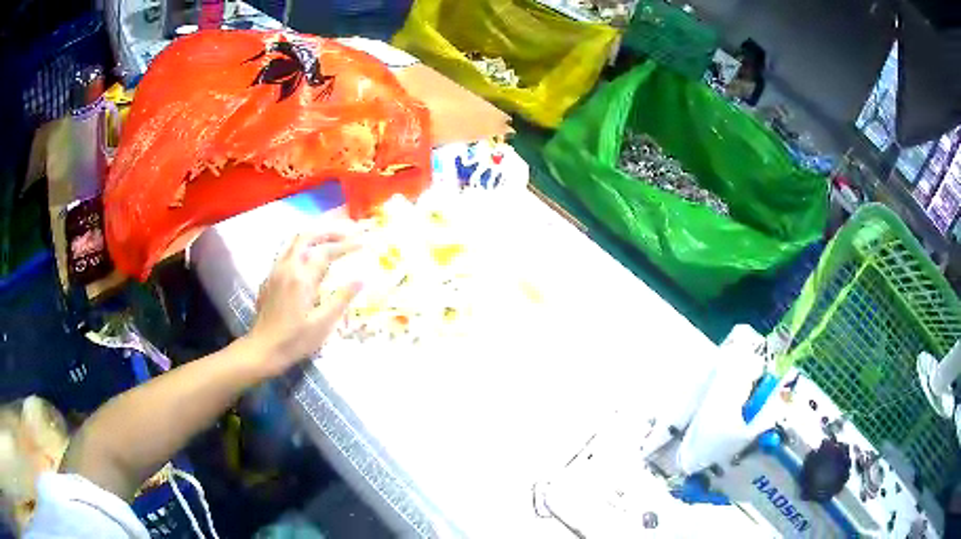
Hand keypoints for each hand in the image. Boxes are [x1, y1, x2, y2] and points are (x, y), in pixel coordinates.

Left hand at [245, 232, 361, 376]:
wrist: (262, 350)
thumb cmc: (295, 340)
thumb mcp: (323, 324)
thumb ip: (341, 299)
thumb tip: (361, 279)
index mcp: (301, 278)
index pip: (326, 252)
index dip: (346, 245)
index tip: (362, 243)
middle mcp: (287, 268)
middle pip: (306, 237)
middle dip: (328, 232)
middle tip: (346, 234)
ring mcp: (275, 272)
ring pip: (293, 242)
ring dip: (313, 237)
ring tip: (329, 240)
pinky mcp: (269, 279)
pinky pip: (285, 253)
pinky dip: (301, 248)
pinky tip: (308, 259)